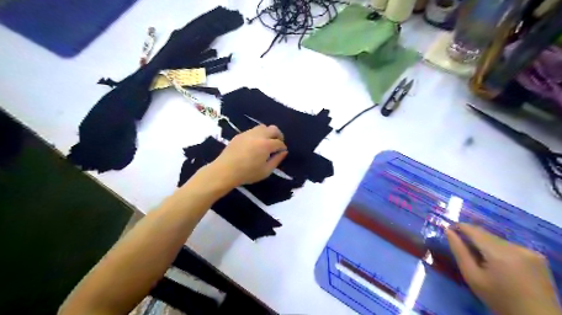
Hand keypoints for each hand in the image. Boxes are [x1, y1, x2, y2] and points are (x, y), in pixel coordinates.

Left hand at [207, 124, 286, 185]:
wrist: (225, 170)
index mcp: (266, 145)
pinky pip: (253, 130)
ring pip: (262, 127)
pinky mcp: (240, 135)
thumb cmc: (247, 173)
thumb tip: (284, 152)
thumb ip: (277, 160)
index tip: (282, 152)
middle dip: (278, 135)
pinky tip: (255, 144)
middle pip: (273, 129)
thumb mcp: (266, 171)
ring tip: (266, 143)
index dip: (282, 147)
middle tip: (277, 144)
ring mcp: (248, 133)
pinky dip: (258, 135)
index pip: (279, 142)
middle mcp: (258, 135)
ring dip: (268, 133)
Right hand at [447, 224, 559, 313]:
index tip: (449, 228)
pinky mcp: (538, 256)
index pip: (474, 230)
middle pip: (487, 235)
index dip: (460, 226)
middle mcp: (516, 247)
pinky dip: (500, 250)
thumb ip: (459, 251)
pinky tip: (500, 263)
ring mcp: (530, 251)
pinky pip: (511, 246)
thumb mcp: (472, 277)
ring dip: (487, 244)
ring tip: (482, 259)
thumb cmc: (498, 299)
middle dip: (473, 238)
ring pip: (498, 240)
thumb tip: (448, 231)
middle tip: (463, 247)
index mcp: (499, 253)